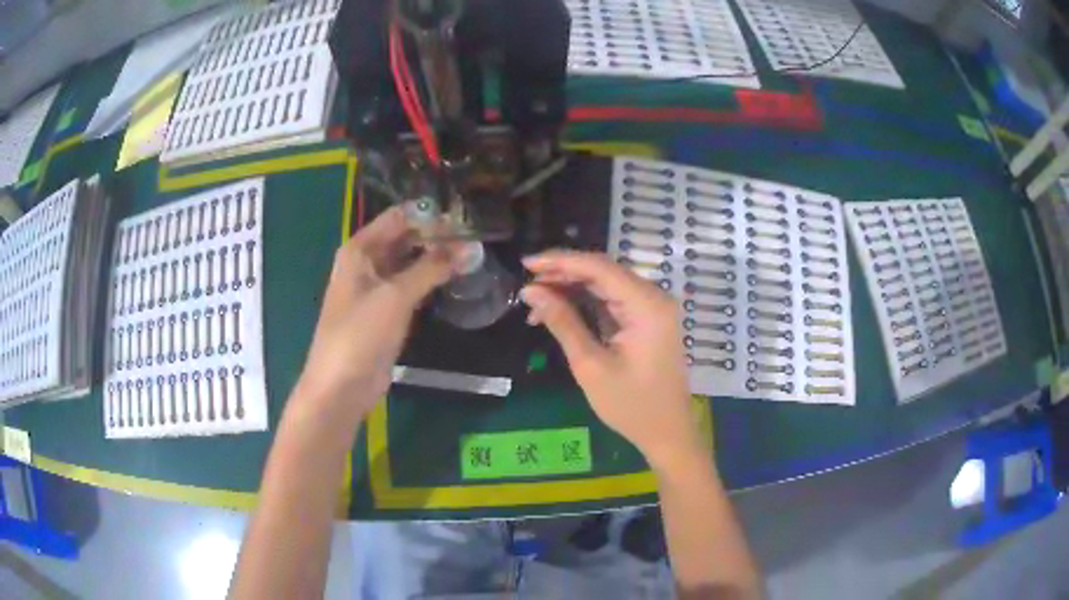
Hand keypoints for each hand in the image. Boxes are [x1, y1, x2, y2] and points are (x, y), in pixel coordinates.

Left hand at [295, 207, 453, 419]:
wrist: (341, 386)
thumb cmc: (360, 334)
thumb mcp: (395, 296)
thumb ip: (432, 268)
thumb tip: (471, 246)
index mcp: (360, 250)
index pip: (398, 217)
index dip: (429, 214)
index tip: (466, 214)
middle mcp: (366, 263)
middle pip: (405, 238)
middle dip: (436, 236)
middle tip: (476, 235)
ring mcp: (376, 288)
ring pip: (409, 263)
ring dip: (436, 258)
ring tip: (474, 252)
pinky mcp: (386, 311)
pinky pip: (410, 286)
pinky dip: (430, 280)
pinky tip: (456, 278)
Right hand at [520, 251, 704, 470]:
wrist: (667, 432)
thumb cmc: (631, 405)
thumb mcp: (590, 365)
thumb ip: (562, 322)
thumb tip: (530, 291)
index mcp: (647, 305)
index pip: (599, 268)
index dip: (560, 261)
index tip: (526, 263)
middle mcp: (653, 297)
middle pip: (602, 272)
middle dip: (562, 274)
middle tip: (526, 285)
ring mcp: (651, 308)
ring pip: (605, 285)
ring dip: (570, 289)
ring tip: (535, 301)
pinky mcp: (646, 319)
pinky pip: (611, 301)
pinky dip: (584, 303)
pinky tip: (558, 312)